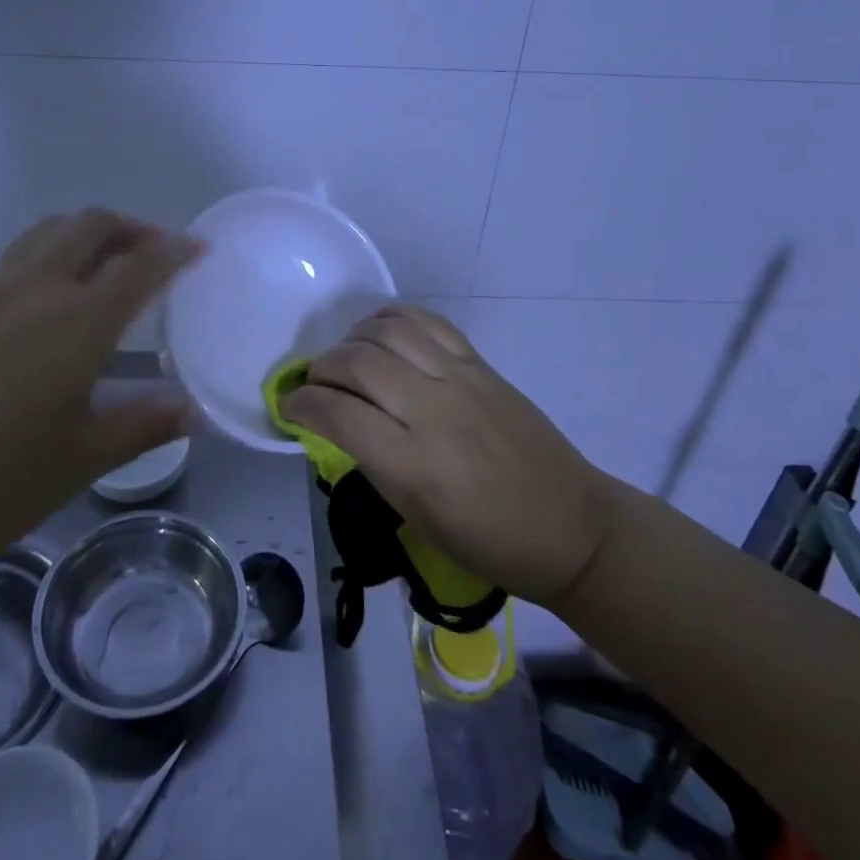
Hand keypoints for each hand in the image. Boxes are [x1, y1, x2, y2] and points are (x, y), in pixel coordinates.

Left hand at [0, 210, 202, 580]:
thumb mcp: (83, 459)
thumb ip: (144, 423)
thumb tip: (196, 410)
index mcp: (78, 323)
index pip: (139, 265)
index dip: (174, 250)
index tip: (197, 247)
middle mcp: (36, 289)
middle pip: (90, 225)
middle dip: (130, 226)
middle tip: (153, 249)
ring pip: (46, 232)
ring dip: (85, 233)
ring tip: (104, 262)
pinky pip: (12, 258)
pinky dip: (46, 255)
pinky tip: (45, 301)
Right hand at [281, 303, 614, 605]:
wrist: (570, 526)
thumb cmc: (488, 541)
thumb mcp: (417, 518)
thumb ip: (373, 463)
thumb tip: (337, 422)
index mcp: (414, 463)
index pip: (337, 414)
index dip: (302, 404)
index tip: (289, 405)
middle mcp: (433, 410)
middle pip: (357, 362)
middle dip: (321, 368)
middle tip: (316, 385)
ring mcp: (460, 379)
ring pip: (388, 331)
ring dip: (353, 338)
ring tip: (347, 357)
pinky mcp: (480, 364)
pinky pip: (428, 322)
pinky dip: (393, 318)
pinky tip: (381, 333)